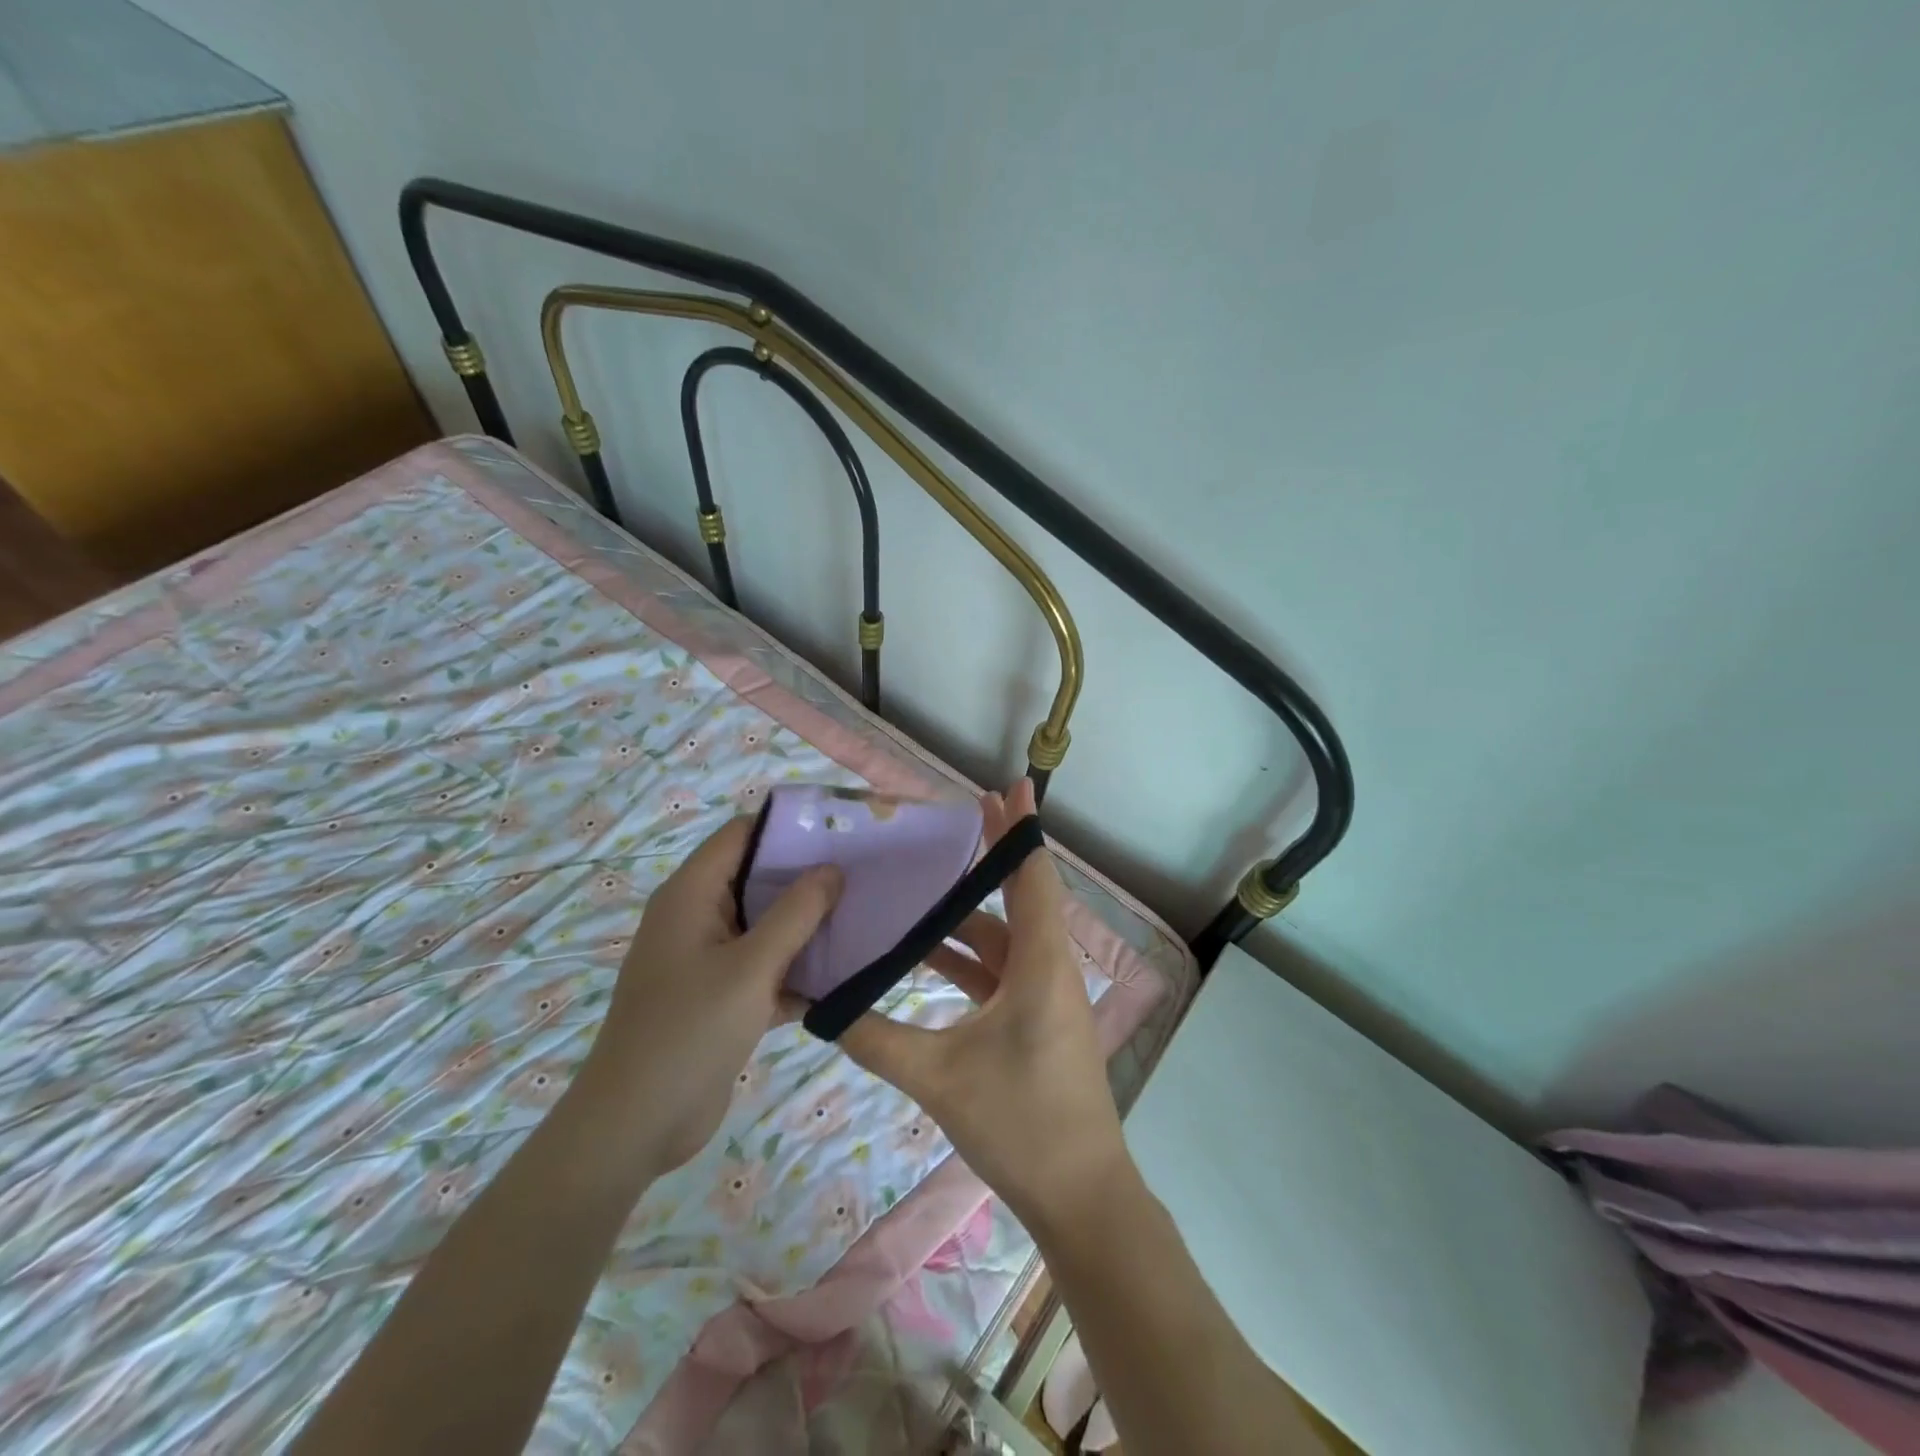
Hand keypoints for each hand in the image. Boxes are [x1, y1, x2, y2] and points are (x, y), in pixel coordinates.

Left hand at [576, 817, 840, 1170]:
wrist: (636, 1127)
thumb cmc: (690, 1032)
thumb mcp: (751, 967)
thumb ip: (796, 913)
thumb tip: (832, 869)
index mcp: (692, 895)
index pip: (741, 834)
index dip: (787, 827)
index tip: (839, 830)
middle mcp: (697, 917)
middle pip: (757, 878)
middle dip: (807, 877)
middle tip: (863, 874)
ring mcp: (708, 959)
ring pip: (766, 925)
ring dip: (807, 925)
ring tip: (864, 916)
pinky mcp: (720, 996)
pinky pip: (765, 966)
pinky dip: (797, 968)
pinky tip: (844, 974)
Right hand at [838, 780, 1128, 1232]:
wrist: (1080, 1197)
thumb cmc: (1020, 1124)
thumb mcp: (938, 1077)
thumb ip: (875, 1037)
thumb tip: (820, 1004)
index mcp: (1039, 962)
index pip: (1031, 876)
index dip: (1019, 828)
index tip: (1007, 786)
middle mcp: (1048, 967)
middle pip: (1018, 896)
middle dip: (986, 858)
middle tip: (948, 823)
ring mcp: (1045, 995)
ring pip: (1004, 936)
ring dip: (967, 914)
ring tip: (920, 884)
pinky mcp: (1036, 1020)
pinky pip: (1000, 970)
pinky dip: (967, 957)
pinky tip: (926, 955)